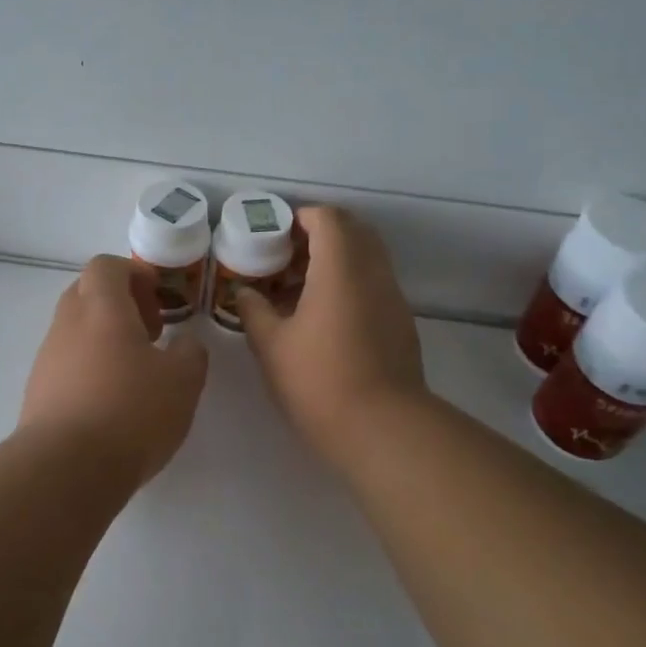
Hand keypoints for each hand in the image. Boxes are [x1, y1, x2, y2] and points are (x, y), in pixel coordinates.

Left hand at [20, 255, 209, 485]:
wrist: (65, 469)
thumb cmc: (130, 411)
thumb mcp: (183, 381)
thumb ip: (190, 353)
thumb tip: (185, 343)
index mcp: (101, 308)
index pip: (106, 265)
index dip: (134, 274)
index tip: (158, 300)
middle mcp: (67, 324)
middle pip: (88, 294)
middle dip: (121, 305)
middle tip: (150, 334)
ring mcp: (47, 359)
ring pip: (75, 330)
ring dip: (105, 339)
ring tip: (135, 375)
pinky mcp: (37, 392)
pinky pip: (66, 364)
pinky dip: (89, 369)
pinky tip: (111, 404)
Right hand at [239, 206, 426, 460]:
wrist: (382, 428)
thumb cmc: (319, 380)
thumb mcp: (271, 346)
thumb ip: (253, 310)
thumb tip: (244, 292)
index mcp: (340, 267)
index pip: (327, 218)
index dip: (300, 218)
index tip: (274, 236)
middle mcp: (373, 272)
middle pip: (352, 230)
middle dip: (319, 234)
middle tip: (286, 258)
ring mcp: (392, 297)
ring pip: (366, 257)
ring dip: (335, 260)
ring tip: (299, 290)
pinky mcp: (401, 322)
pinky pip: (374, 283)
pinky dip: (350, 283)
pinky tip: (323, 317)